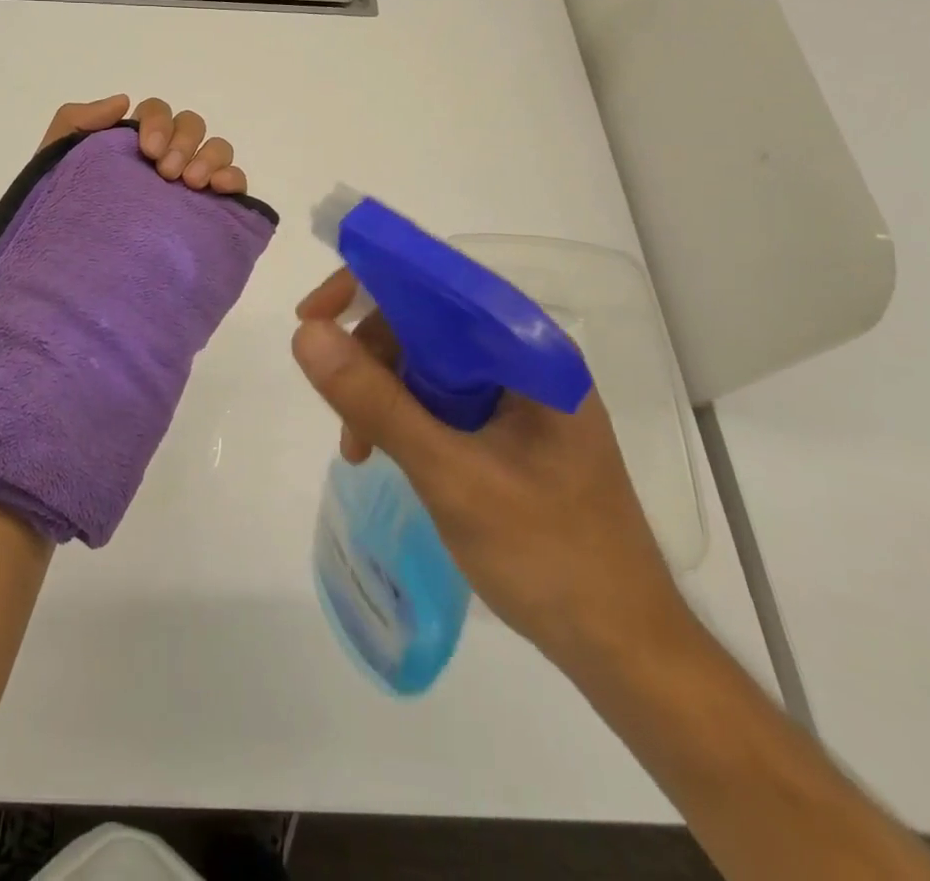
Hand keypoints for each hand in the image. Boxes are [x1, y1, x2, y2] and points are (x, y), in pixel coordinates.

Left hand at [38, 95, 247, 192]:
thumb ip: (76, 121)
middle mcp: (166, 159)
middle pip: (191, 126)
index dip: (158, 122)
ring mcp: (189, 186)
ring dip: (209, 157)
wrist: (73, 271)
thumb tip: (123, 101)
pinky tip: (220, 188)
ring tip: (192, 183)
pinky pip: (234, 183)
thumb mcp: (55, 161)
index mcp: (133, 143)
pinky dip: (234, 178)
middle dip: (183, 142)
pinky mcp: (209, 212)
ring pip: (216, 149)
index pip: (158, 113)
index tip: (147, 151)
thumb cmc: (62, 212)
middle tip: (166, 173)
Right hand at [290, 269, 690, 671]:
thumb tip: (306, 334)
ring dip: (380, 391)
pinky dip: (401, 416)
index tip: (311, 316)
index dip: (369, 283)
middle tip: (337, 405)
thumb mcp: (451, 476)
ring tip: (358, 447)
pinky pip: (439, 396)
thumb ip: (377, 402)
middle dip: (370, 353)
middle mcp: (524, 358)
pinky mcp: (507, 427)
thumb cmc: (550, 556)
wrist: (623, 648)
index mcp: (528, 350)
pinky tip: (381, 452)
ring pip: (425, 359)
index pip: (438, 284)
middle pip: (426, 320)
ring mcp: (517, 394)